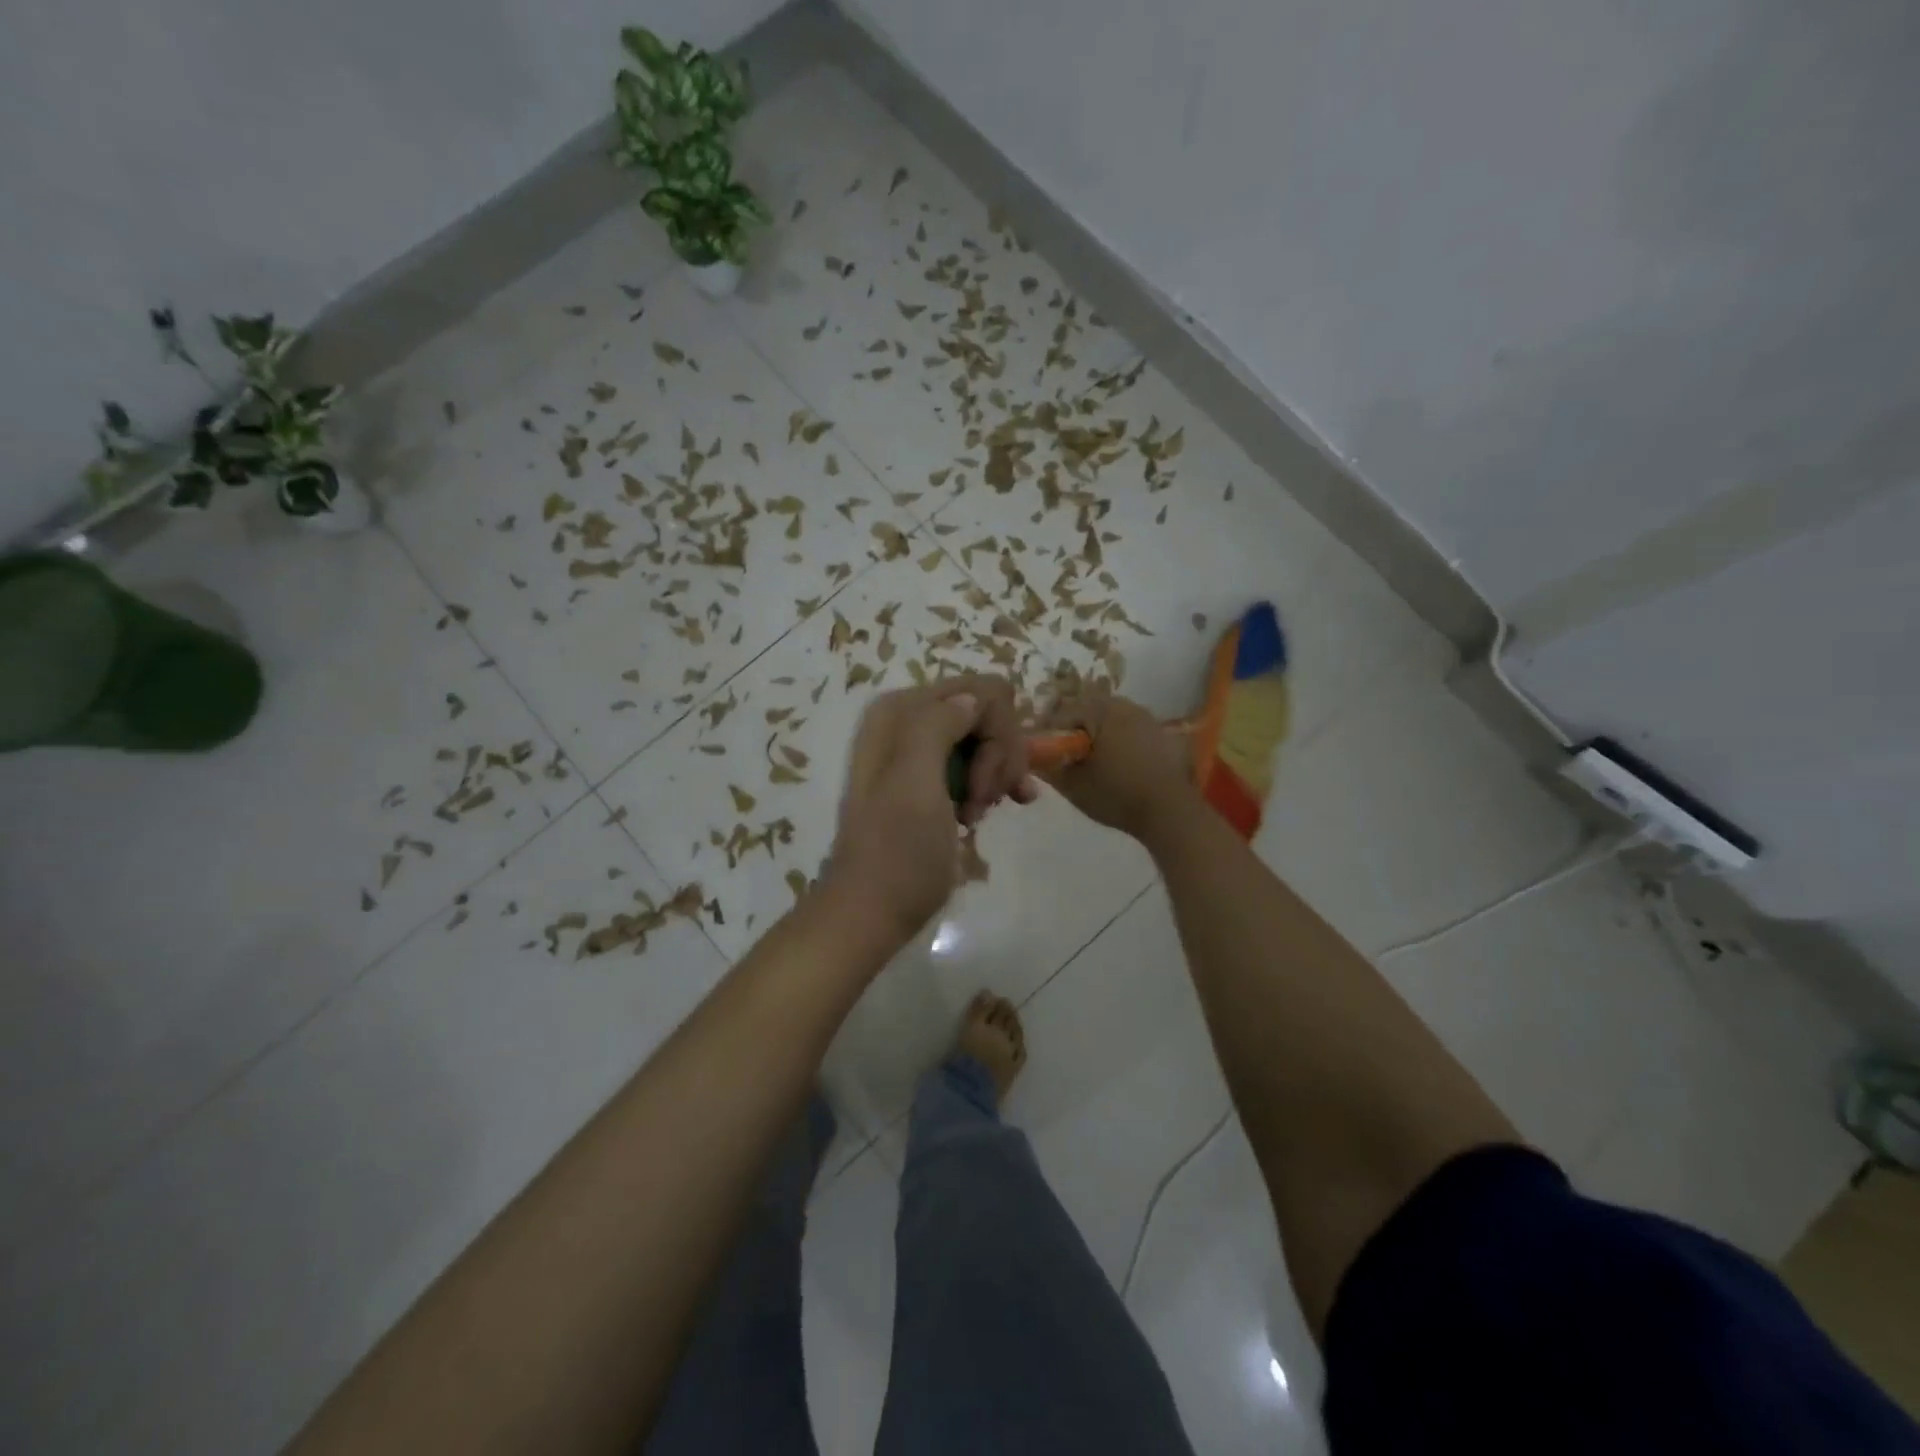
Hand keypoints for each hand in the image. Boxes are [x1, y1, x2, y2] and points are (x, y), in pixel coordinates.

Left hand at [823, 676, 1034, 945]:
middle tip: (986, 802)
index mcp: (901, 711)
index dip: (999, 735)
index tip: (989, 784)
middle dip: (999, 756)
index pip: (981, 691)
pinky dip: (995, 782)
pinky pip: (979, 760)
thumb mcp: (914, 783)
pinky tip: (998, 808)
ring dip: (997, 774)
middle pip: (987, 712)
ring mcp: (920, 750)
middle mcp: (908, 720)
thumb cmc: (897, 852)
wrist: (872, 911)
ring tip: (981, 814)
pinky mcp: (932, 777)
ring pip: (988, 738)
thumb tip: (973, 698)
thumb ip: (937, 725)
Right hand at [1040, 689, 1195, 840]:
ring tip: (1095, 763)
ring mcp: (1147, 716)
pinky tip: (1119, 765)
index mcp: (1100, 711)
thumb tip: (1033, 758)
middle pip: (1088, 712)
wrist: (1170, 811)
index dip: (1050, 735)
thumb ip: (1049, 768)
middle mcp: (1124, 705)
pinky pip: (1130, 729)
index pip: (1062, 714)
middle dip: (1075, 732)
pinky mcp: (1162, 732)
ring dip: (1098, 735)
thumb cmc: (1117, 794)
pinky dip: (1119, 741)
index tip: (1047, 756)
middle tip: (1069, 759)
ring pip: (1110, 719)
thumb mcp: (1073, 786)